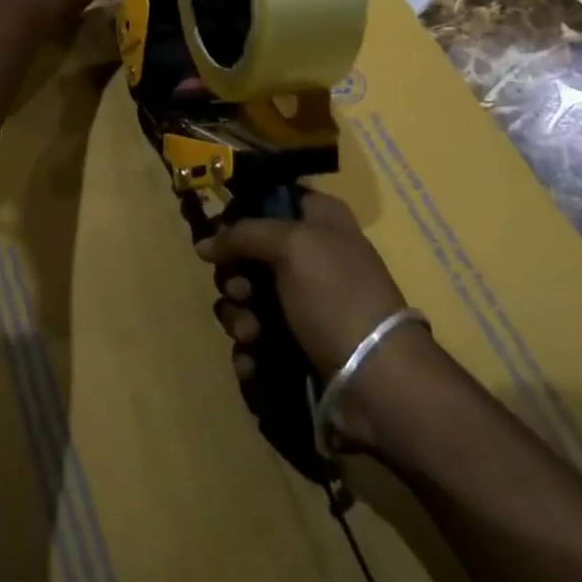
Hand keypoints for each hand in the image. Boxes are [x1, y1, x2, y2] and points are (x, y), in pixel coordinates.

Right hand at [198, 191, 429, 445]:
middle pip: (249, 255)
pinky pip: (255, 340)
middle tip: (241, 293)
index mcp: (320, 221)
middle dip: (235, 277)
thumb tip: (204, 245)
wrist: (376, 380)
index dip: (240, 216)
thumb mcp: (292, 245)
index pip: (270, 201)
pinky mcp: (296, 346)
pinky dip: (249, 351)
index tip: (220, 237)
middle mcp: (311, 256)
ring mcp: (303, 304)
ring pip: (247, 300)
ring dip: (238, 317)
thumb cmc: (337, 296)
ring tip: (250, 335)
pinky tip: (253, 361)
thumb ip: (243, 234)